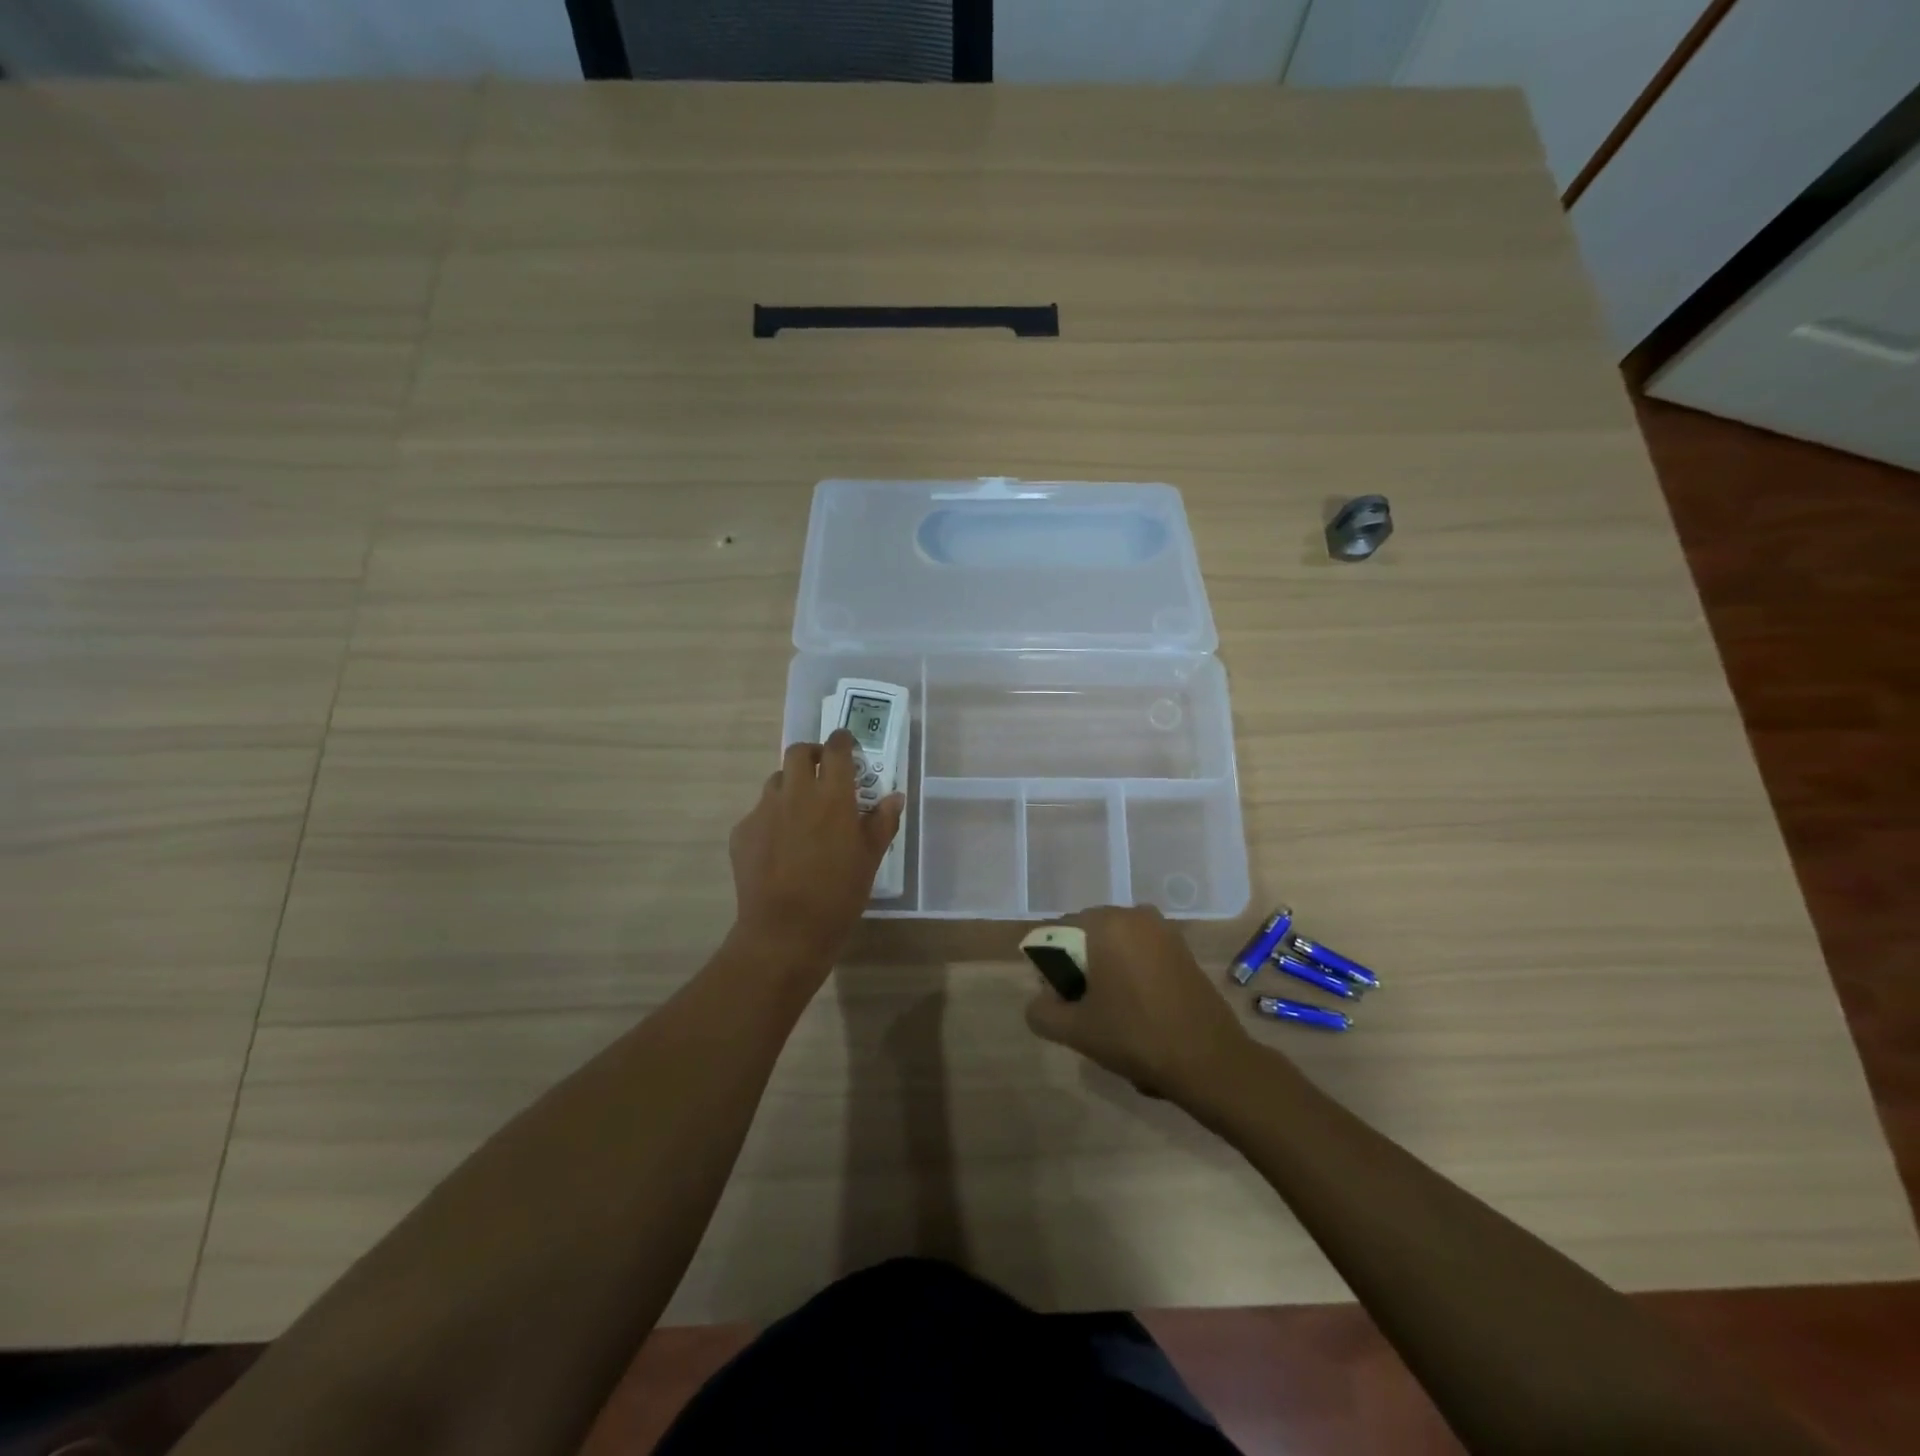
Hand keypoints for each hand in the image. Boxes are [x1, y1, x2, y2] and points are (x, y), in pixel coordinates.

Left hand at [729, 731, 904, 971]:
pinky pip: (759, 812)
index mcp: (832, 795)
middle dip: (812, 755)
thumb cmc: (838, 895)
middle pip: (798, 752)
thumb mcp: (870, 859)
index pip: (836, 749)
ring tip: (802, 811)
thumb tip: (893, 798)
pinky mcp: (743, 831)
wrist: (785, 931)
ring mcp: (764, 810)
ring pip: (776, 781)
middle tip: (823, 772)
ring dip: (791, 785)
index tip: (847, 744)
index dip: (842, 741)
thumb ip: (882, 822)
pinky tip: (780, 846)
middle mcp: (795, 793)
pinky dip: (773, 818)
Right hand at [1024, 905, 1255, 1102]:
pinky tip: (1139, 1008)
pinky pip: (1141, 951)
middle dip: (1079, 966)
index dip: (1051, 966)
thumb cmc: (1136, 1037)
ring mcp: (1163, 930)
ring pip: (1115, 945)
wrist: (1210, 1060)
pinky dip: (1131, 971)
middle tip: (1084, 1008)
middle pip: (1087, 935)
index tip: (1061, 1000)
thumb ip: (1042, 1011)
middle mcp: (1134, 915)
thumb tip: (1039, 1000)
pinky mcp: (1182, 949)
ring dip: (1106, 970)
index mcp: (1106, 924)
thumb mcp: (1076, 1030)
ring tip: (1113, 1011)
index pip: (1058, 932)